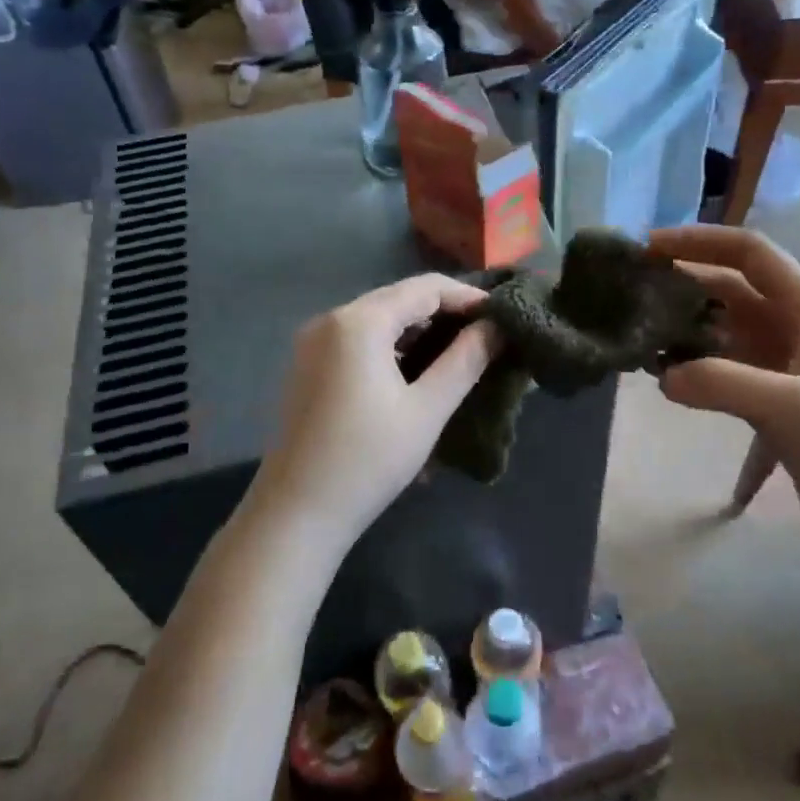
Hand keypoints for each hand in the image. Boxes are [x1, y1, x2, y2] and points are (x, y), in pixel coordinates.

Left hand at [245, 274, 497, 558]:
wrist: (297, 513)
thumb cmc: (368, 460)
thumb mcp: (427, 410)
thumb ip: (465, 360)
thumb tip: (497, 327)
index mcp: (359, 321)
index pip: (425, 288)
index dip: (468, 297)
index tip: (502, 318)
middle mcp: (331, 319)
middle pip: (398, 299)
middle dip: (444, 313)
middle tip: (485, 337)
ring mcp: (313, 342)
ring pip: (377, 320)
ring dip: (418, 330)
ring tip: (457, 354)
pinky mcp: (307, 366)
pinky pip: (357, 340)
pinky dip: (390, 347)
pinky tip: (414, 371)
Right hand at [647, 226, 799, 490]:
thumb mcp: (795, 407)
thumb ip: (724, 384)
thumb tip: (663, 376)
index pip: (750, 255)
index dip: (700, 242)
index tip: (648, 249)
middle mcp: (797, 334)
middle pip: (733, 295)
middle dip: (685, 289)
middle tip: (632, 300)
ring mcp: (790, 375)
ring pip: (729, 340)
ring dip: (689, 339)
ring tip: (642, 348)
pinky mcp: (784, 414)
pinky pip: (732, 386)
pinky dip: (705, 389)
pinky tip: (674, 402)